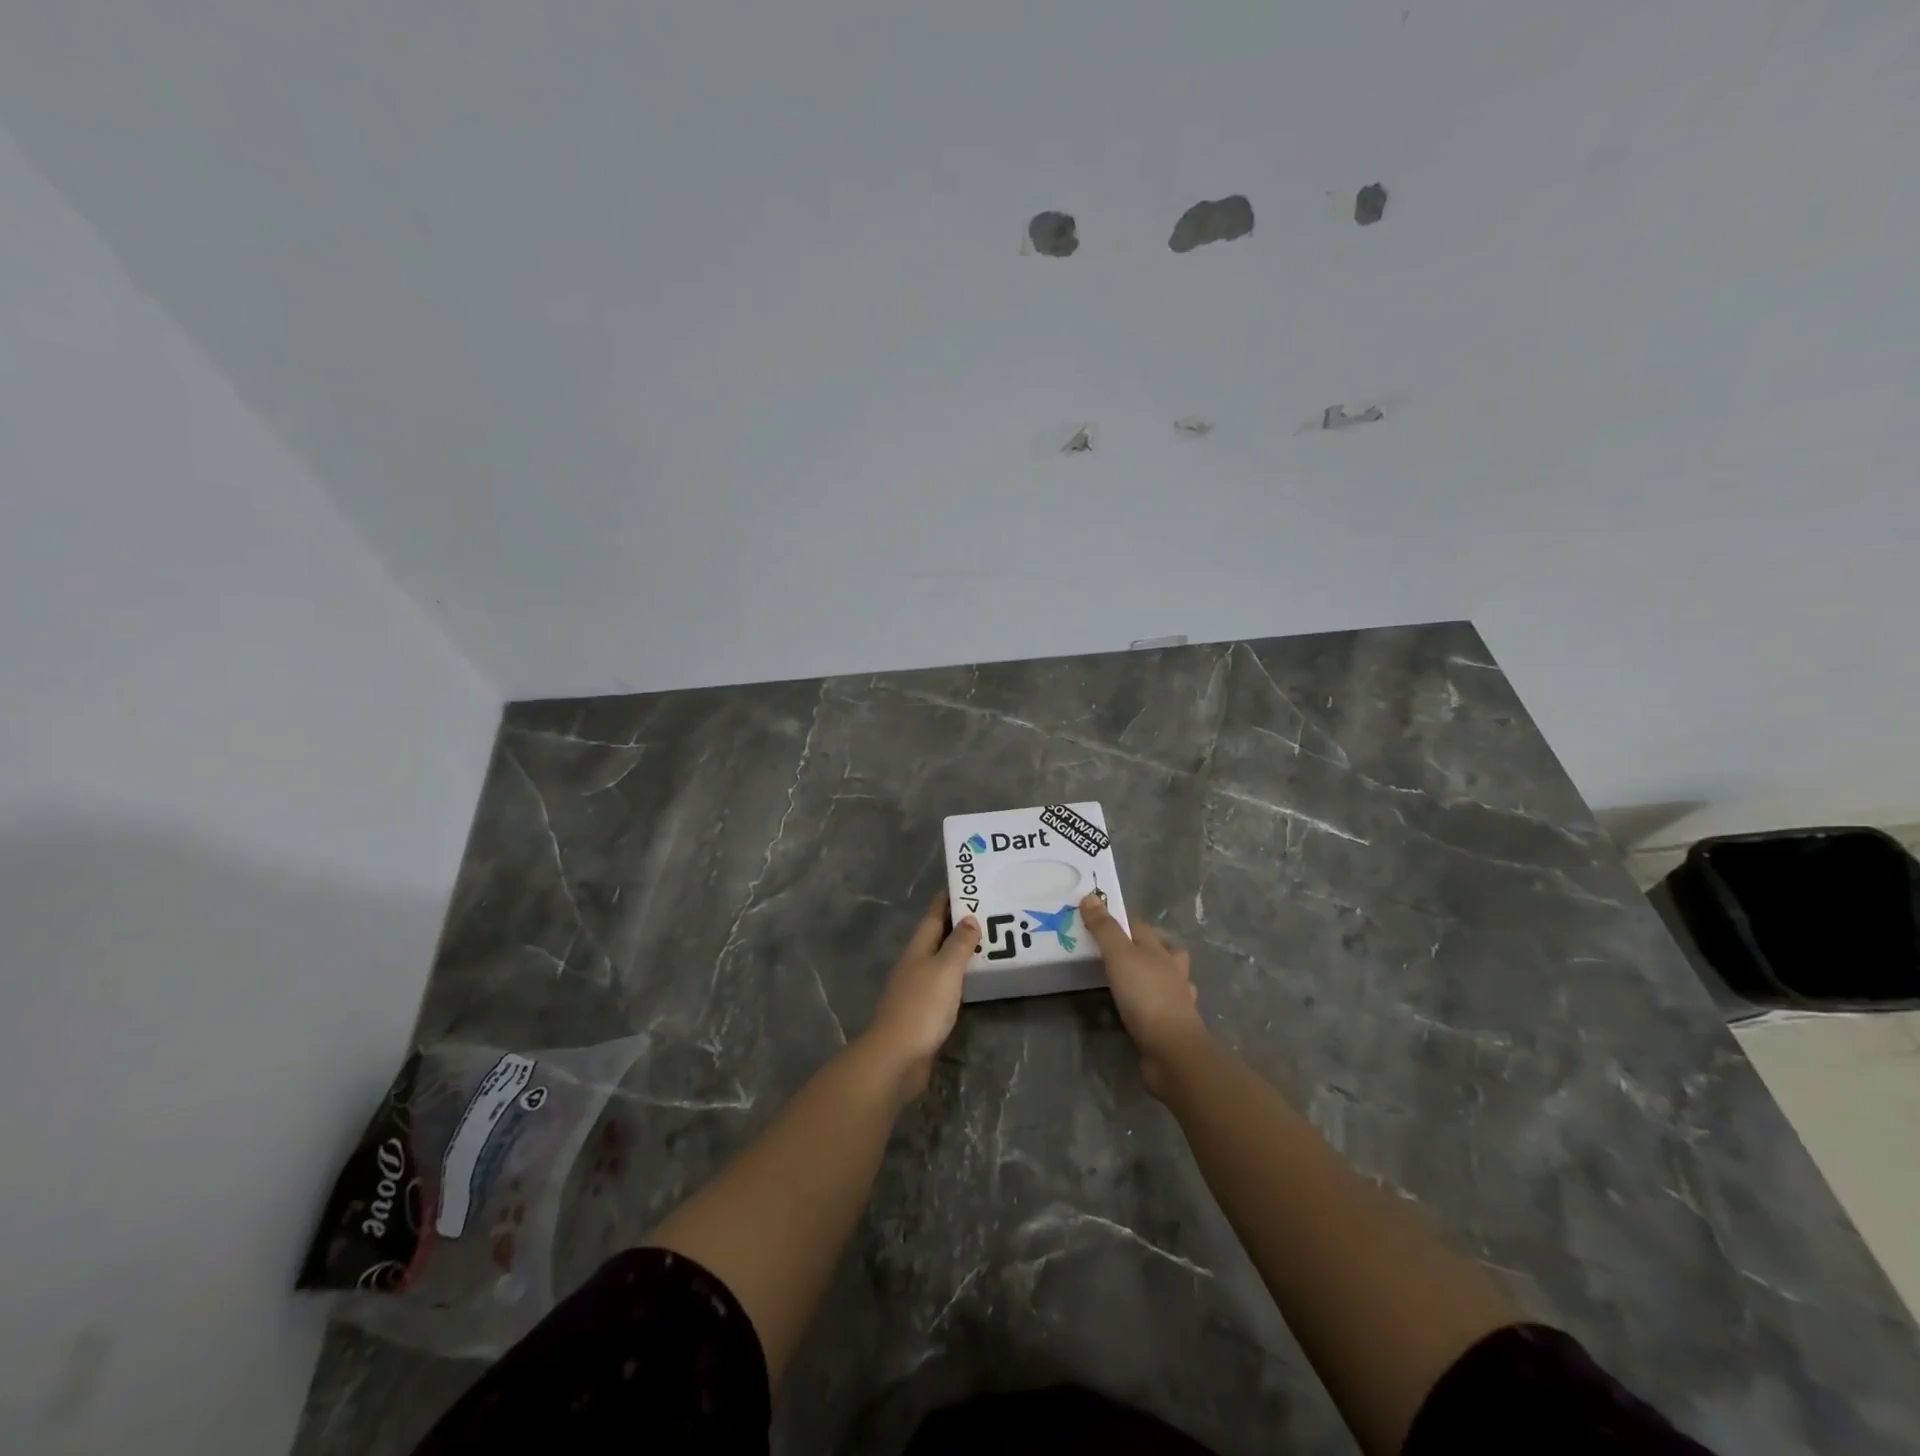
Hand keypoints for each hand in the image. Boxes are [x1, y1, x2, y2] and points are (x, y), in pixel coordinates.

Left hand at [859, 894, 978, 1104]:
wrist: (896, 1057)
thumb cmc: (921, 1007)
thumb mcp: (945, 970)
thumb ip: (958, 944)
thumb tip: (969, 918)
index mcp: (917, 949)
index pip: (933, 916)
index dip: (947, 900)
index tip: (965, 885)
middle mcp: (914, 965)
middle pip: (936, 937)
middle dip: (956, 924)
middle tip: (985, 913)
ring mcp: (915, 990)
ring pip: (939, 962)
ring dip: (958, 951)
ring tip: (985, 943)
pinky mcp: (921, 1013)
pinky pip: (943, 985)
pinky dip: (957, 978)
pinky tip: (971, 982)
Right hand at [1080, 893, 1207, 1097]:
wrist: (1172, 1050)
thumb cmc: (1145, 995)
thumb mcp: (1119, 955)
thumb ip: (1104, 928)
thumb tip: (1090, 896)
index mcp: (1160, 950)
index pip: (1140, 926)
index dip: (1120, 920)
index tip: (1097, 920)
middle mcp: (1172, 970)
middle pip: (1161, 950)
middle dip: (1145, 946)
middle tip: (1116, 950)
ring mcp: (1176, 999)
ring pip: (1168, 978)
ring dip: (1155, 975)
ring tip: (1131, 978)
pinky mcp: (1172, 1025)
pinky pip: (1161, 1008)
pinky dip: (1152, 1005)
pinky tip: (1139, 1009)